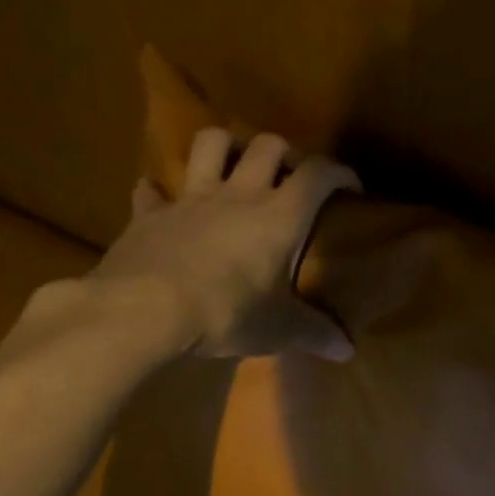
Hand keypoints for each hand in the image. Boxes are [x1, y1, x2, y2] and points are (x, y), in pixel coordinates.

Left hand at [87, 128, 359, 359]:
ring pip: (209, 144)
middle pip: (267, 146)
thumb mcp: (279, 329)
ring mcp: (190, 199)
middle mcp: (239, 195)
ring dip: (225, 146)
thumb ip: (316, 333)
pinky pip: (151, 191)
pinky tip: (162, 200)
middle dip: (285, 151)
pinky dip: (159, 191)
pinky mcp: (150, 214)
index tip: (350, 187)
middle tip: (291, 175)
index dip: (338, 172)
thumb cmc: (227, 312)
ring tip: (234, 164)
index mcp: (279, 216)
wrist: (143, 310)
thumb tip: (348, 351)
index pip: (318, 175)